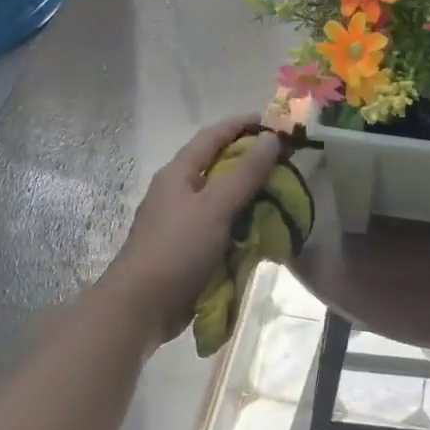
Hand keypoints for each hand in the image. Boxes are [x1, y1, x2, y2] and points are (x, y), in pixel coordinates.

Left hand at [100, 116, 283, 344]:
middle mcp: (179, 191)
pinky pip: (222, 226)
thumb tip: (272, 139)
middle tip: (288, 162)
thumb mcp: (214, 207)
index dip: (243, 125)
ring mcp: (183, 221)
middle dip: (253, 161)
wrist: (141, 307)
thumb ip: (245, 174)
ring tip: (285, 194)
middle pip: (219, 165)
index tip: (277, 123)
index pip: (213, 136)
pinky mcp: (189, 247)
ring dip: (251, 194)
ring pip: (223, 198)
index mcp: (179, 174)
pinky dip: (244, 223)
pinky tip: (266, 229)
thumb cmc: (176, 249)